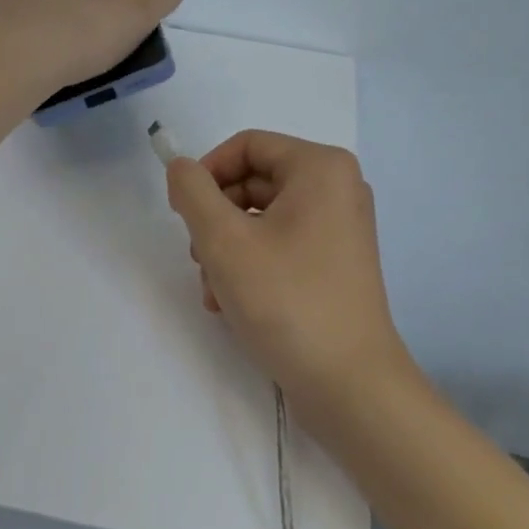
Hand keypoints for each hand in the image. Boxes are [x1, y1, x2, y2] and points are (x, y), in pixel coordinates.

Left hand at [0, 0, 184, 99]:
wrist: (7, 65)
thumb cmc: (73, 37)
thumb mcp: (133, 16)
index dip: (89, 11)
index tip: (96, 42)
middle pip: (42, 0)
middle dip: (55, 24)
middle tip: (69, 63)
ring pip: (12, 20)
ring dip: (26, 40)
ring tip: (40, 77)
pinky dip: (2, 57)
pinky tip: (14, 80)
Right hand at [165, 130, 416, 412]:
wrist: (348, 383)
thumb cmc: (286, 300)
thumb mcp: (224, 240)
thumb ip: (193, 192)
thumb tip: (181, 168)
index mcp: (320, 168)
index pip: (246, 146)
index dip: (206, 172)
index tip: (179, 212)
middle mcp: (337, 189)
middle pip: (253, 183)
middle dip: (215, 221)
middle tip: (198, 258)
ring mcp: (339, 229)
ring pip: (260, 220)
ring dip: (226, 251)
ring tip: (215, 291)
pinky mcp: (335, 264)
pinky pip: (280, 247)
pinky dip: (250, 267)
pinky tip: (231, 304)